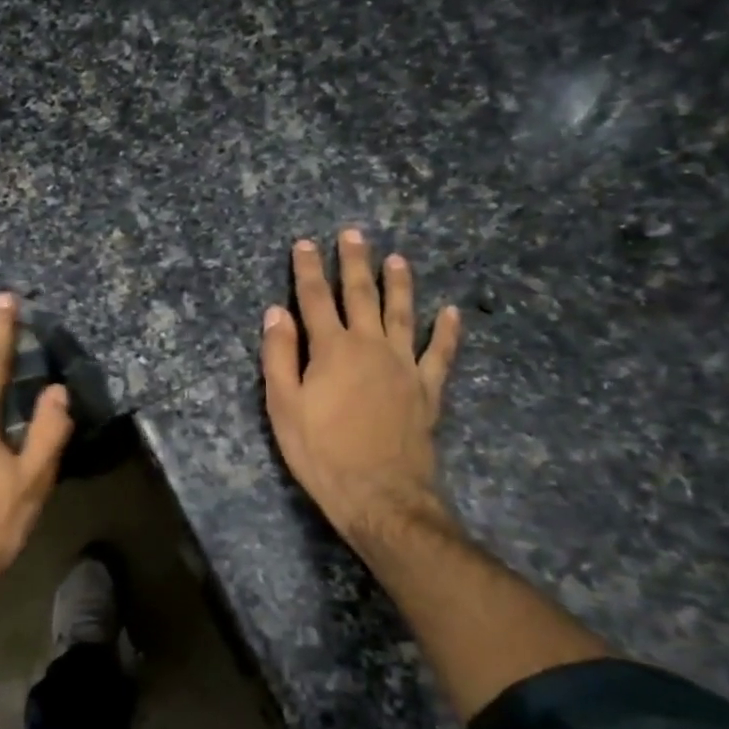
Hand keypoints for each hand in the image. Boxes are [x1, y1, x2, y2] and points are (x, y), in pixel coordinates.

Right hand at [260, 231, 461, 553]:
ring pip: (403, 314)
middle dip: (355, 262)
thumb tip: (276, 312)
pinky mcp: (427, 389)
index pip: (316, 299)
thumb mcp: (283, 406)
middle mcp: (371, 346)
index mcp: (332, 349)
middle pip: (361, 295)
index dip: (308, 269)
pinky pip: (441, 354)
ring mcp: (404, 366)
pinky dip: (447, 332)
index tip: (304, 243)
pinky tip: (451, 313)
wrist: (380, 495)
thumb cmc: (321, 452)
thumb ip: (279, 355)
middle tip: (353, 234)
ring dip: (399, 284)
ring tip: (397, 259)